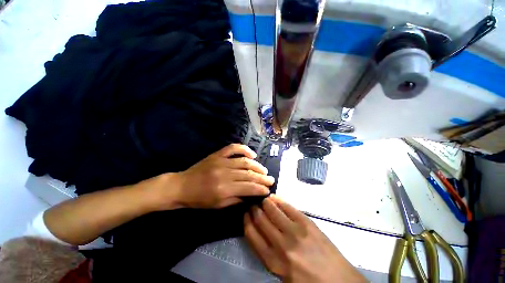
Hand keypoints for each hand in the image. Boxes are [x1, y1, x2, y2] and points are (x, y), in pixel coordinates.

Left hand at [156, 144, 274, 209]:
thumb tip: (251, 195)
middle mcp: (224, 173)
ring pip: (244, 161)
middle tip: (271, 179)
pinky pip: (233, 148)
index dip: (260, 189)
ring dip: (257, 166)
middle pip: (248, 174)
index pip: (248, 187)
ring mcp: (221, 161)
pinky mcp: (217, 154)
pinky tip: (252, 154)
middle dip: (262, 178)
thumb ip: (236, 200)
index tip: (268, 190)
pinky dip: (244, 149)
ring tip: (264, 170)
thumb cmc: (199, 200)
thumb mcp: (218, 205)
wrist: (181, 186)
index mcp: (223, 189)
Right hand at [244, 195, 366, 282]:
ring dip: (265, 202)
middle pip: (261, 219)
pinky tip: (274, 197)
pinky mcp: (307, 223)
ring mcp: (295, 232)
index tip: (245, 213)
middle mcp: (281, 245)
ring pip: (273, 210)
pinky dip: (279, 200)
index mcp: (273, 262)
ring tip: (263, 199)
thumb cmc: (307, 281)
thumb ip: (269, 253)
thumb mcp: (282, 274)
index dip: (246, 221)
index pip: (252, 235)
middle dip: (254, 209)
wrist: (338, 282)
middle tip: (253, 204)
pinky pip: (288, 207)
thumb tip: (260, 231)